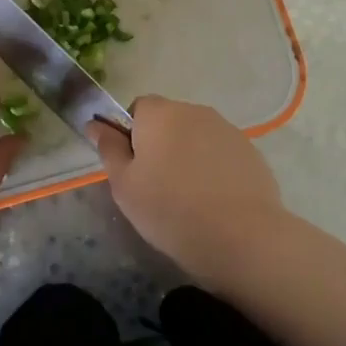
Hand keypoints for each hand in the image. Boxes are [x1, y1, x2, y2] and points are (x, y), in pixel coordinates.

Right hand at [88, 97, 283, 284]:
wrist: (241, 237)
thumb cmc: (170, 210)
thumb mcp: (124, 185)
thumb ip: (109, 149)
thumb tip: (95, 124)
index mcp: (159, 113)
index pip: (138, 108)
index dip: (132, 135)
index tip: (134, 168)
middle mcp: (194, 111)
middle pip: (169, 121)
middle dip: (161, 145)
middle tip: (157, 186)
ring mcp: (227, 129)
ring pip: (196, 137)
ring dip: (189, 156)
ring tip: (189, 197)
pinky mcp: (250, 151)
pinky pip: (221, 153)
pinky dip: (214, 169)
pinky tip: (215, 201)